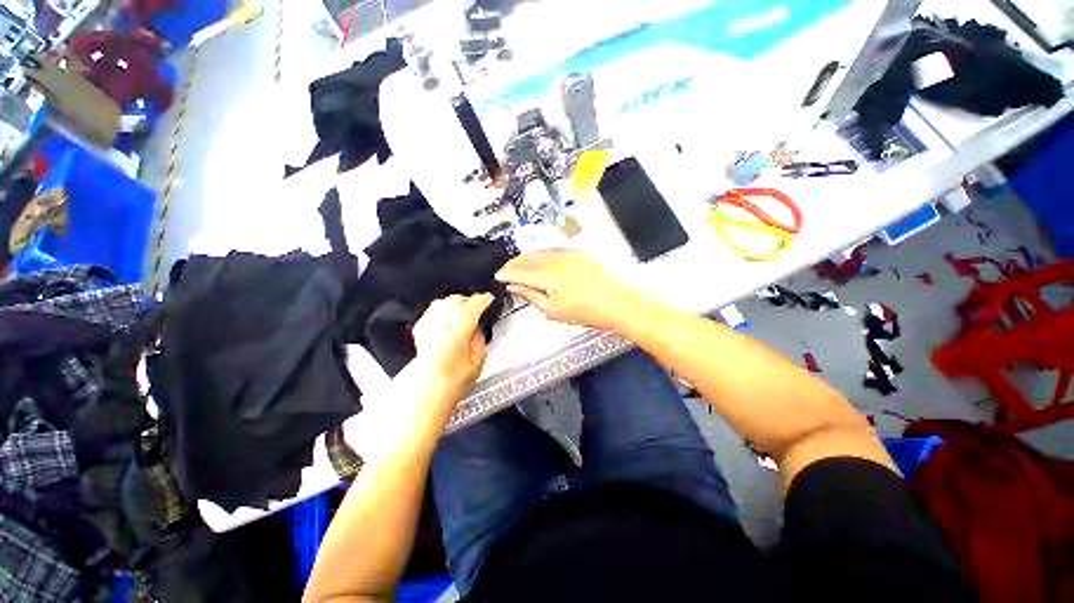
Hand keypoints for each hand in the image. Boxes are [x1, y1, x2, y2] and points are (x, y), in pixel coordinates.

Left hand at [411, 293, 493, 401]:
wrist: (430, 387)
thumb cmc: (457, 378)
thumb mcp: (478, 361)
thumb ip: (479, 338)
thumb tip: (477, 322)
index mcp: (453, 340)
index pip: (467, 311)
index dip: (480, 301)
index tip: (488, 298)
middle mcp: (437, 331)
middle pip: (453, 302)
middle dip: (469, 300)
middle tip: (478, 305)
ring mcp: (425, 328)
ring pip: (442, 302)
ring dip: (456, 302)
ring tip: (465, 309)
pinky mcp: (419, 327)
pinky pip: (432, 308)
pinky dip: (443, 307)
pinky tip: (450, 314)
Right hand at [495, 250, 637, 331]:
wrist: (617, 303)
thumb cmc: (589, 310)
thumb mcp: (553, 310)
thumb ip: (530, 295)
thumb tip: (516, 287)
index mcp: (550, 275)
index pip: (520, 271)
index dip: (506, 273)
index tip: (498, 275)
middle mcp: (558, 259)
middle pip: (528, 258)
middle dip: (514, 264)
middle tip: (506, 272)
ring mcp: (569, 253)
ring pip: (540, 252)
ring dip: (527, 258)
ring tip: (519, 267)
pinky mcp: (578, 252)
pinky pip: (553, 250)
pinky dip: (542, 255)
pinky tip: (539, 261)